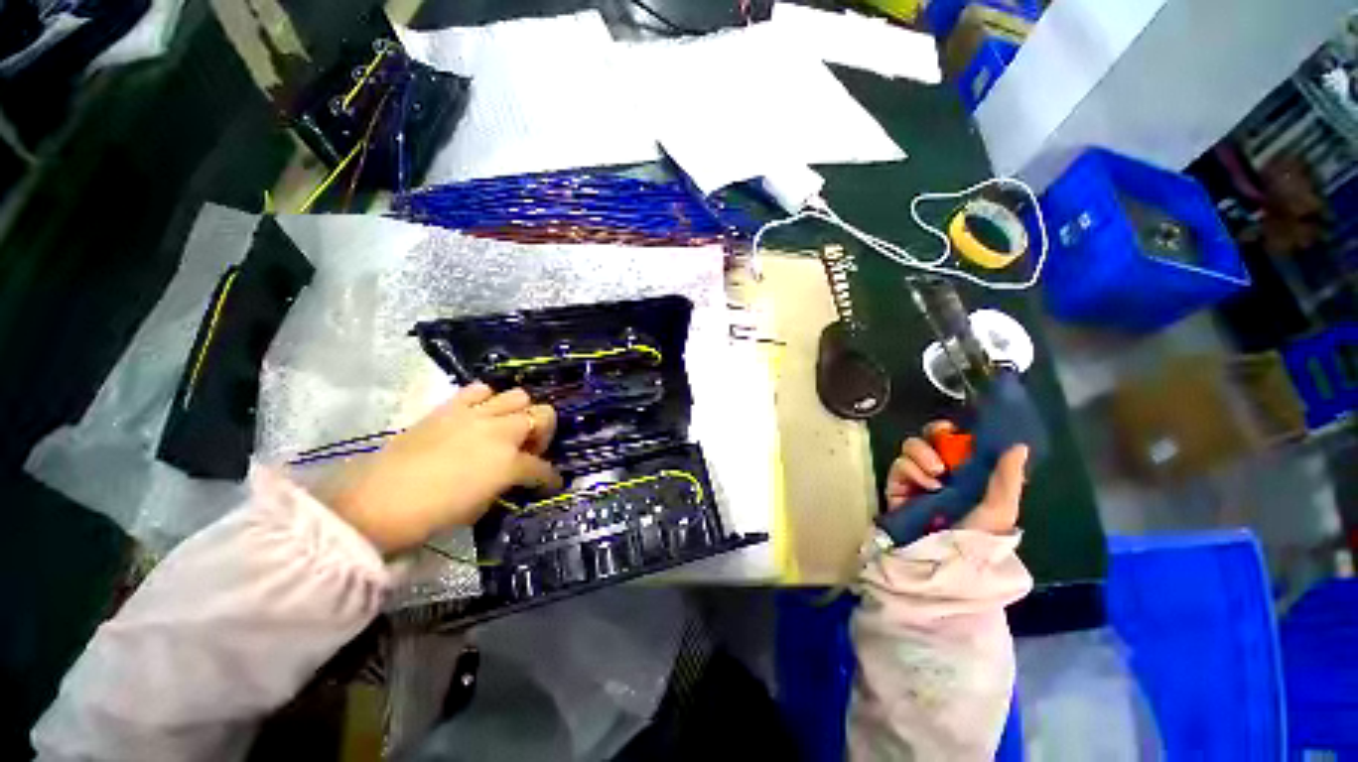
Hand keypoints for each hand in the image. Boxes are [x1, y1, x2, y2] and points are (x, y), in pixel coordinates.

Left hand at [327, 383, 560, 552]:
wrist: (377, 502)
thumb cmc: (432, 514)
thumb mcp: (481, 506)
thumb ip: (506, 484)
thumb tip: (514, 476)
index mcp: (509, 463)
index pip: (543, 468)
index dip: (550, 478)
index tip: (551, 483)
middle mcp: (500, 431)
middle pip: (543, 415)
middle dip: (543, 433)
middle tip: (528, 449)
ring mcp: (476, 414)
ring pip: (518, 395)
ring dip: (519, 412)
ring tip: (505, 429)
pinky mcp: (449, 407)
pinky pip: (479, 390)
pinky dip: (486, 400)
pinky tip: (479, 415)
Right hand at [884, 421, 1027, 534]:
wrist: (940, 558)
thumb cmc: (975, 535)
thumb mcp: (1000, 510)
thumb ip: (1007, 478)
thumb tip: (1019, 446)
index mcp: (968, 474)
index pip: (959, 443)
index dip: (958, 431)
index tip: (961, 428)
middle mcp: (941, 471)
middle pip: (931, 438)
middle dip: (935, 433)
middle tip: (941, 436)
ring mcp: (917, 476)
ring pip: (913, 446)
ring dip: (923, 453)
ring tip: (937, 472)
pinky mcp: (897, 484)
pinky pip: (900, 463)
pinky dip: (912, 469)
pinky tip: (926, 485)